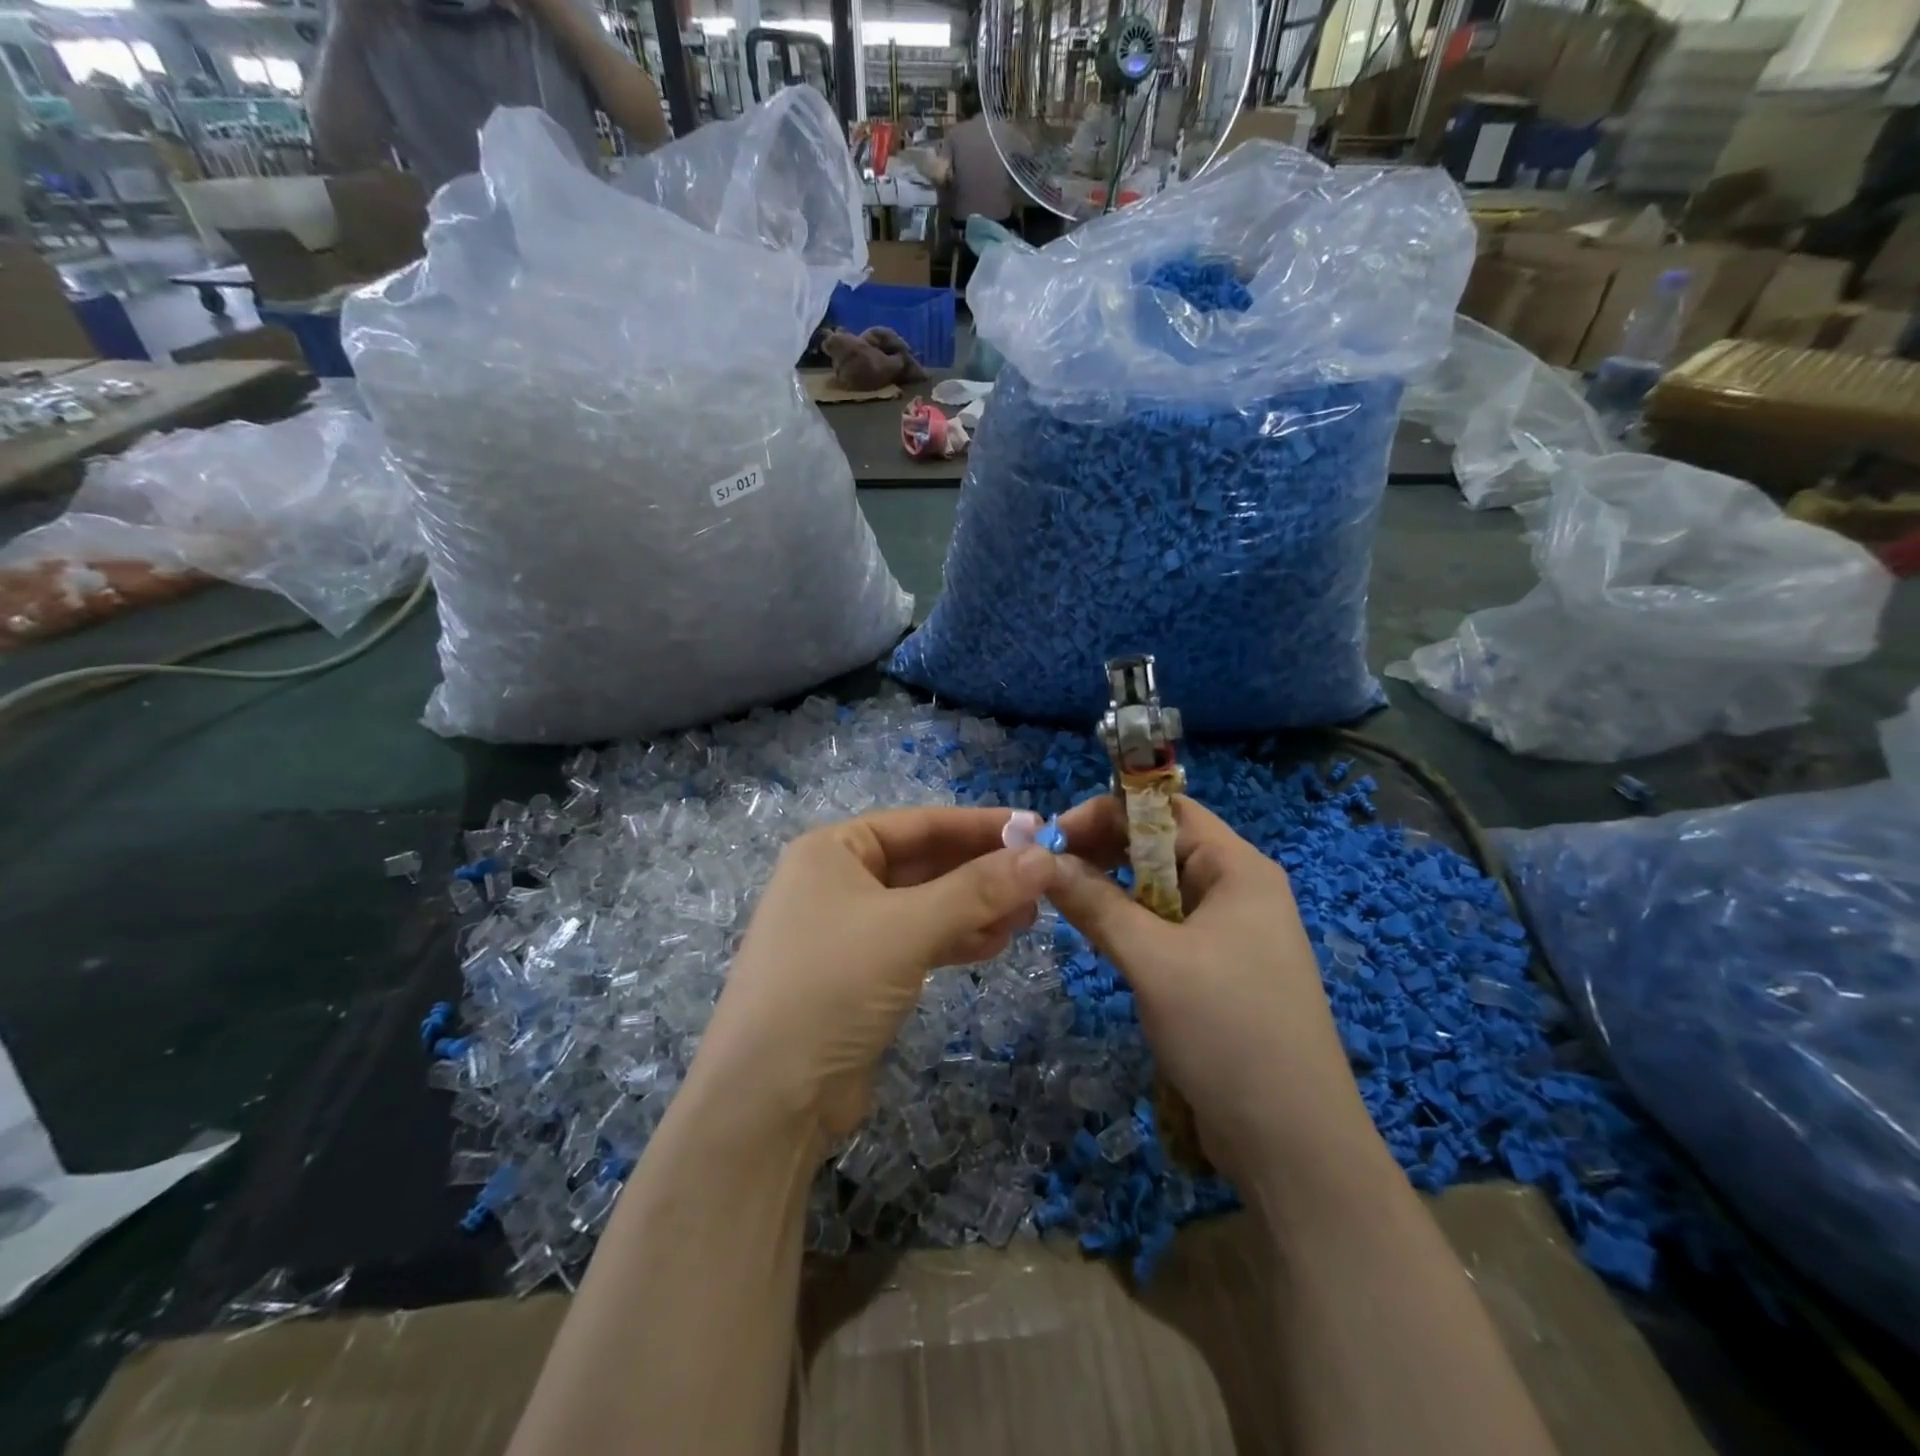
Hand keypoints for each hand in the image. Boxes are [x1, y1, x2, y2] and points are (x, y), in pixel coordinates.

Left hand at [690, 808, 1056, 1151]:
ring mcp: (848, 930)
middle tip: (1042, 879)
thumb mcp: (907, 929)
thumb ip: (978, 890)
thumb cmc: (830, 987)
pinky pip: (918, 941)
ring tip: (1029, 916)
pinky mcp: (861, 975)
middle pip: (925, 863)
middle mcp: (837, 881)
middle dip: (982, 871)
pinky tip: (997, 943)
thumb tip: (1045, 856)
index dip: (980, 825)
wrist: (769, 1101)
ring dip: (976, 907)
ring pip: (926, 905)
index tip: (1037, 828)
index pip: (920, 823)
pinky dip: (956, 939)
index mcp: (832, 850)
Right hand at [1046, 794, 1373, 1187]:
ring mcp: (1232, 932)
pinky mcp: (1221, 970)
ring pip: (1161, 889)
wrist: (1294, 1144)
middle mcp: (1239, 890)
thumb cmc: (1228, 1032)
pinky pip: (1168, 927)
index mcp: (1239, 869)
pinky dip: (1132, 924)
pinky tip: (1100, 936)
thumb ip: (1097, 904)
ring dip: (1114, 888)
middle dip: (1105, 850)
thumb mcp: (1153, 961)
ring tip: (1066, 901)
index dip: (1107, 812)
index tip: (1053, 835)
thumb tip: (1044, 861)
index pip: (1166, 811)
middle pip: (1162, 846)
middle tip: (1050, 870)